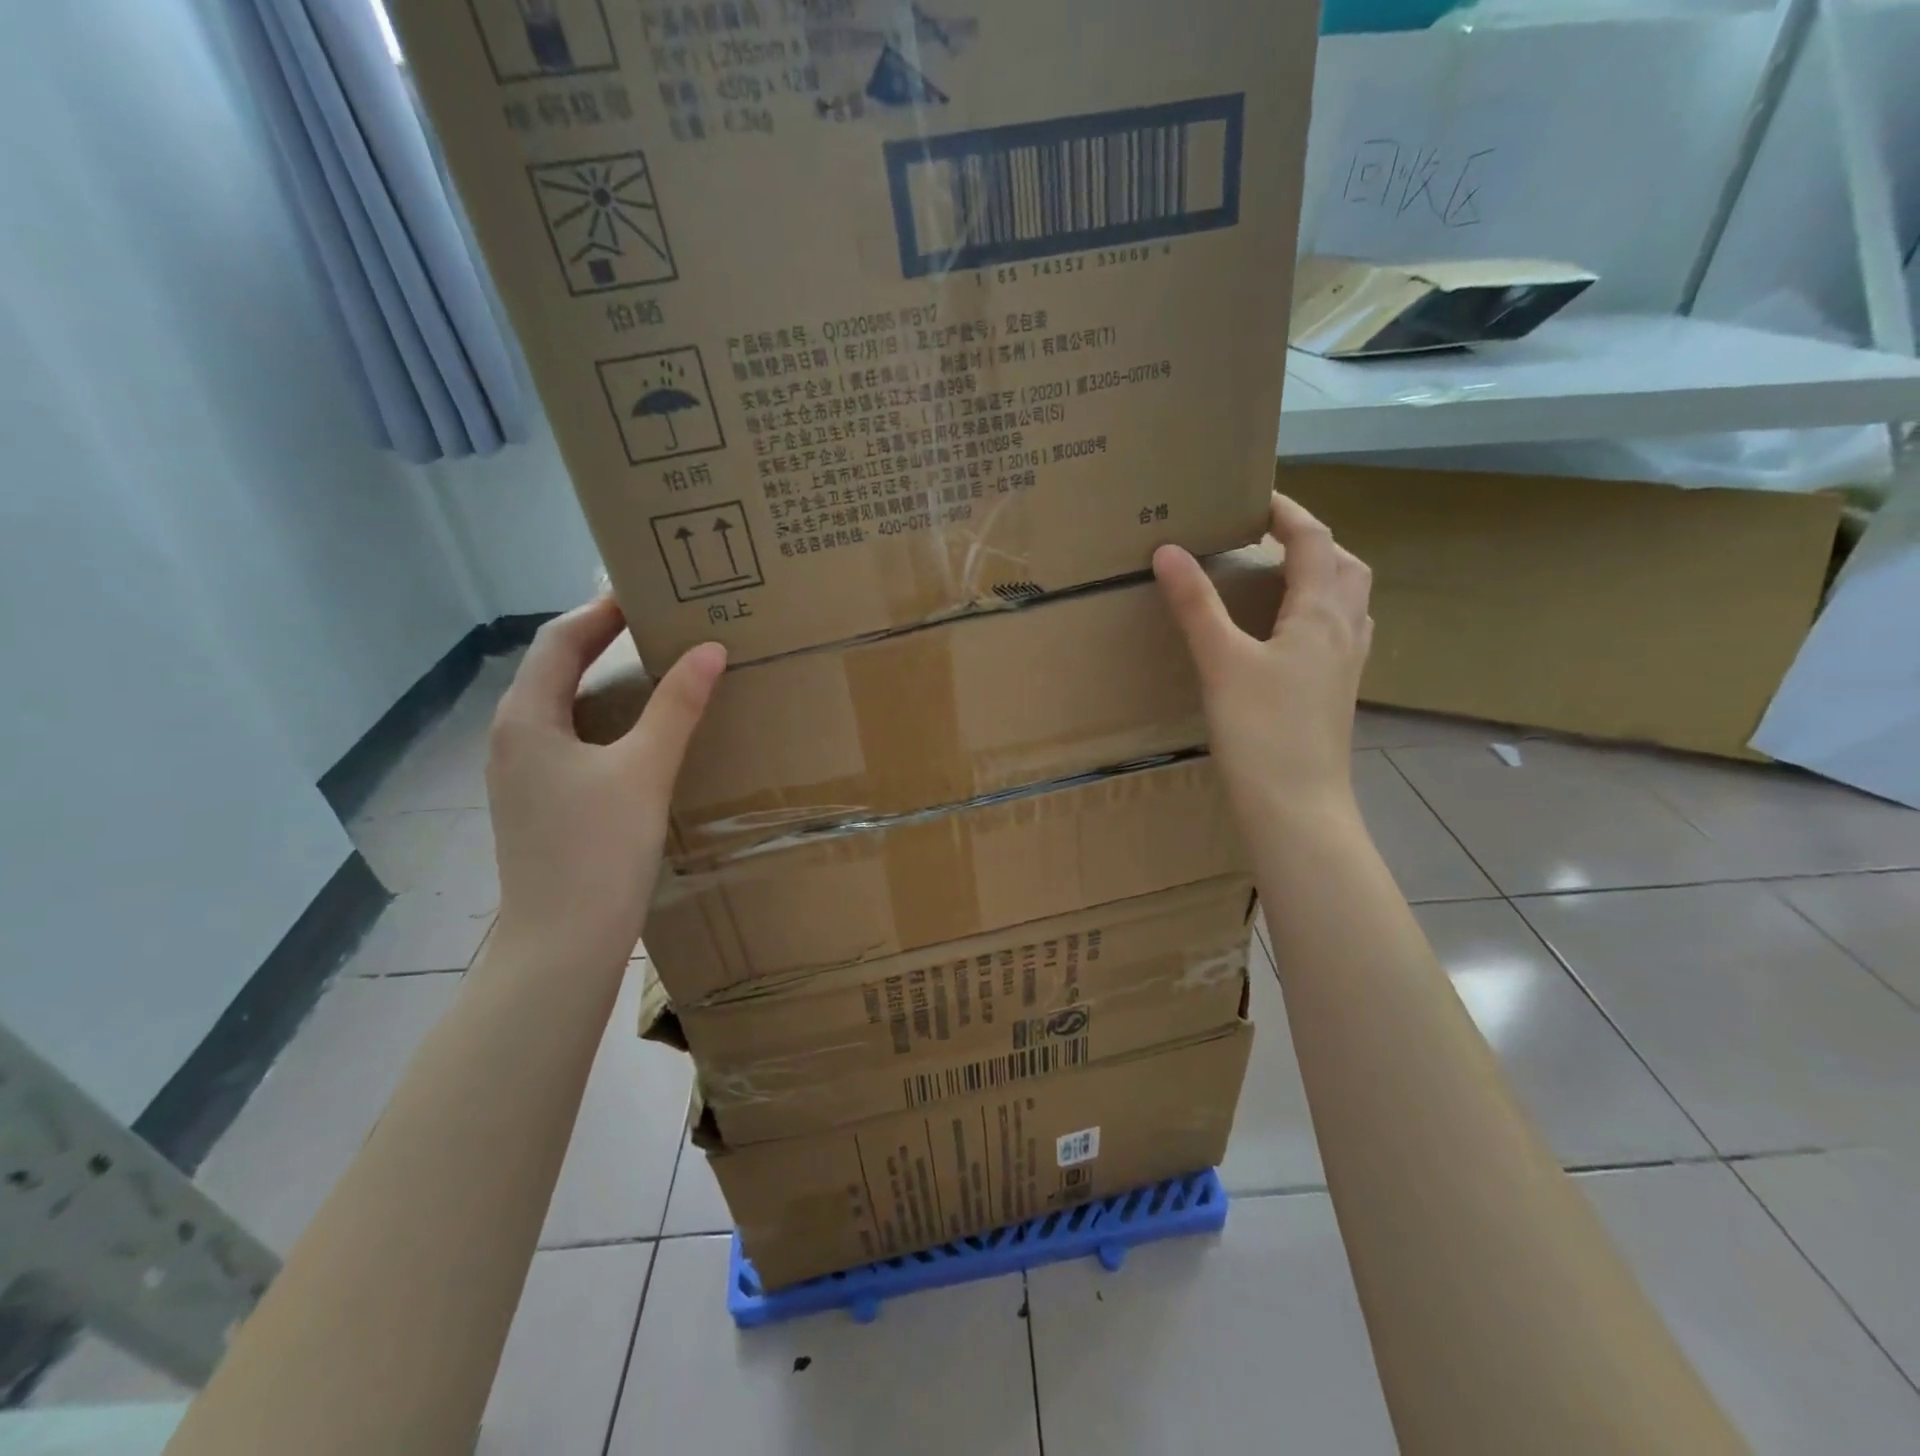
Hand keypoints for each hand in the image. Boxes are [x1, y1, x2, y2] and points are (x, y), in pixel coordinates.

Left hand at [485, 597, 724, 966]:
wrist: (562, 945)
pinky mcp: (541, 803)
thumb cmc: (598, 851)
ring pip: (566, 707)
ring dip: (607, 680)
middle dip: (605, 639)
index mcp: (526, 719)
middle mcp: (514, 738)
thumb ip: (677, 706)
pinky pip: (573, 740)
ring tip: (660, 668)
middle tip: (661, 623)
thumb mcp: (645, 770)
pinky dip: (608, 720)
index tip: (648, 590)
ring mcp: (524, 774)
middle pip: (558, 669)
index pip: (560, 639)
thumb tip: (709, 649)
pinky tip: (643, 733)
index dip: (601, 609)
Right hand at [1154, 492, 1372, 825]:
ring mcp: (1347, 665)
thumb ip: (1196, 604)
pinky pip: (1341, 633)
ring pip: (1348, 600)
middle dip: (1312, 540)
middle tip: (1268, 538)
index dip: (1287, 512)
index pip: (1313, 540)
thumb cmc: (1261, 731)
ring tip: (1279, 578)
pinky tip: (1290, 635)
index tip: (1253, 498)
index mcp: (1320, 613)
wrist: (1297, 806)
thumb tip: (1169, 549)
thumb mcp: (1221, 661)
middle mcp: (1345, 630)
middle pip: (1344, 565)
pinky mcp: (1338, 693)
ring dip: (1322, 575)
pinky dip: (1320, 613)